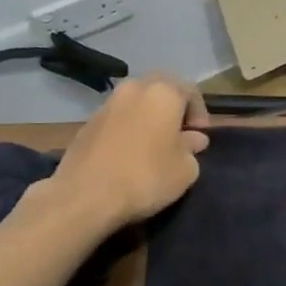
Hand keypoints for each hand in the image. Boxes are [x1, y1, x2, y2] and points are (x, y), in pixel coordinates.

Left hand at [40, 75, 210, 235]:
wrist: (85, 196)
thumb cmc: (146, 177)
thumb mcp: (186, 169)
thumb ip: (192, 148)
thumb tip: (192, 139)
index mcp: (163, 93)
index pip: (190, 90)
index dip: (200, 112)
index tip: (200, 136)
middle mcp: (134, 89)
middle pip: (160, 89)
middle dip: (173, 108)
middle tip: (179, 134)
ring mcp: (106, 105)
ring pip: (136, 102)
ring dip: (148, 117)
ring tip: (154, 145)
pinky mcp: (86, 124)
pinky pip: (117, 119)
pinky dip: (128, 128)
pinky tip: (130, 154)